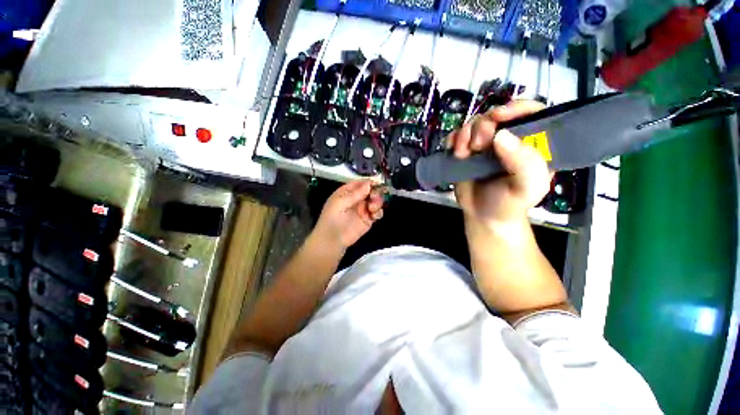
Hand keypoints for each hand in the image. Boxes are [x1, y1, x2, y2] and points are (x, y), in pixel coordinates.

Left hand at [314, 180, 383, 249]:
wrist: (332, 240)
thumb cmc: (332, 219)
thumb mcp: (339, 203)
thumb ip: (354, 194)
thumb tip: (369, 184)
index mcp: (347, 192)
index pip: (360, 184)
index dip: (369, 183)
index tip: (377, 184)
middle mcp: (357, 199)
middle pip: (371, 191)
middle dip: (375, 193)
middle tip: (374, 198)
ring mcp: (363, 209)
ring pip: (376, 201)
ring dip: (378, 203)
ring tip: (372, 209)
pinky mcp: (368, 219)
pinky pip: (377, 213)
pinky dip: (379, 212)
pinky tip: (375, 215)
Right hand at [451, 100, 551, 229]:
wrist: (483, 216)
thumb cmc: (509, 204)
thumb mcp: (527, 188)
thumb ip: (524, 164)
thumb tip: (501, 136)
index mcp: (531, 143)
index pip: (531, 112)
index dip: (517, 107)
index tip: (499, 116)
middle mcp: (508, 140)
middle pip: (495, 115)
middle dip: (483, 125)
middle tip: (478, 145)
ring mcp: (485, 145)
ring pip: (473, 123)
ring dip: (465, 134)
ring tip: (463, 153)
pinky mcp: (466, 151)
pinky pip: (457, 136)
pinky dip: (453, 139)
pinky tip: (454, 151)